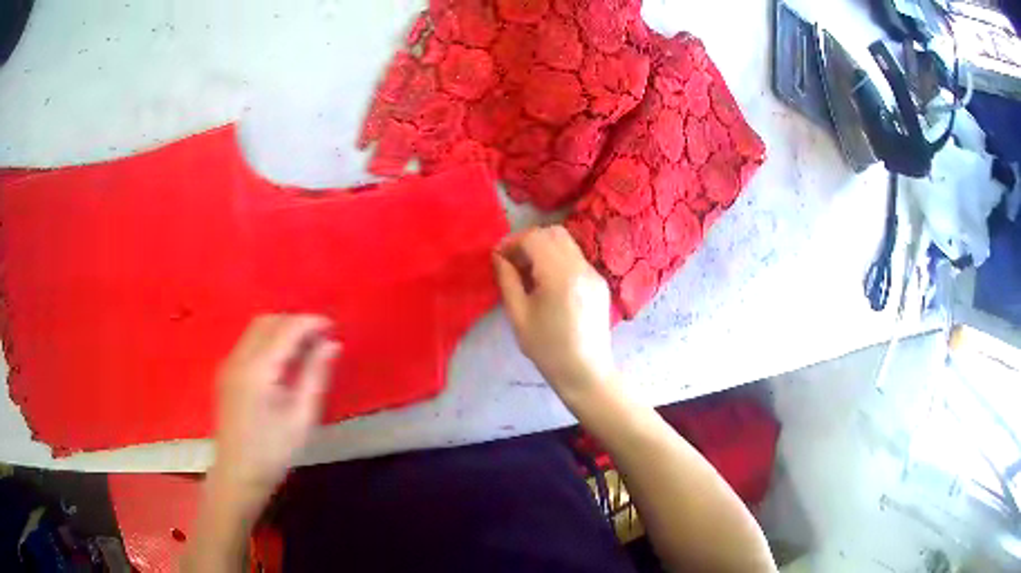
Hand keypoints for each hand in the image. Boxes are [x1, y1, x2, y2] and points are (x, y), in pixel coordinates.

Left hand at [211, 314, 338, 516]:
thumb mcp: (302, 418)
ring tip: (304, 348)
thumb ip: (315, 376)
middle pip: (267, 321)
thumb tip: (332, 344)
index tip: (332, 327)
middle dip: (294, 322)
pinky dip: (268, 340)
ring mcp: (228, 364)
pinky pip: (248, 342)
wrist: (238, 475)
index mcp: (258, 370)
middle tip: (319, 339)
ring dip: (281, 329)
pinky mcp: (226, 373)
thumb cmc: (274, 452)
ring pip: (255, 329)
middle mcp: (239, 358)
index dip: (310, 323)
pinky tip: (282, 361)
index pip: (285, 329)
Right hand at [493, 226, 617, 401]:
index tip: (499, 257)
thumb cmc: (547, 349)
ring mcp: (594, 273)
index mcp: (559, 276)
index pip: (534, 238)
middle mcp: (581, 268)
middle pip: (553, 233)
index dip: (513, 242)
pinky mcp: (599, 282)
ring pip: (566, 242)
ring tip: (530, 273)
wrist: (585, 371)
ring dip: (544, 248)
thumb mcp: (519, 316)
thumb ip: (508, 280)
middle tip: (513, 262)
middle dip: (529, 240)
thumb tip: (499, 257)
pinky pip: (576, 257)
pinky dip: (558, 259)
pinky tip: (548, 283)